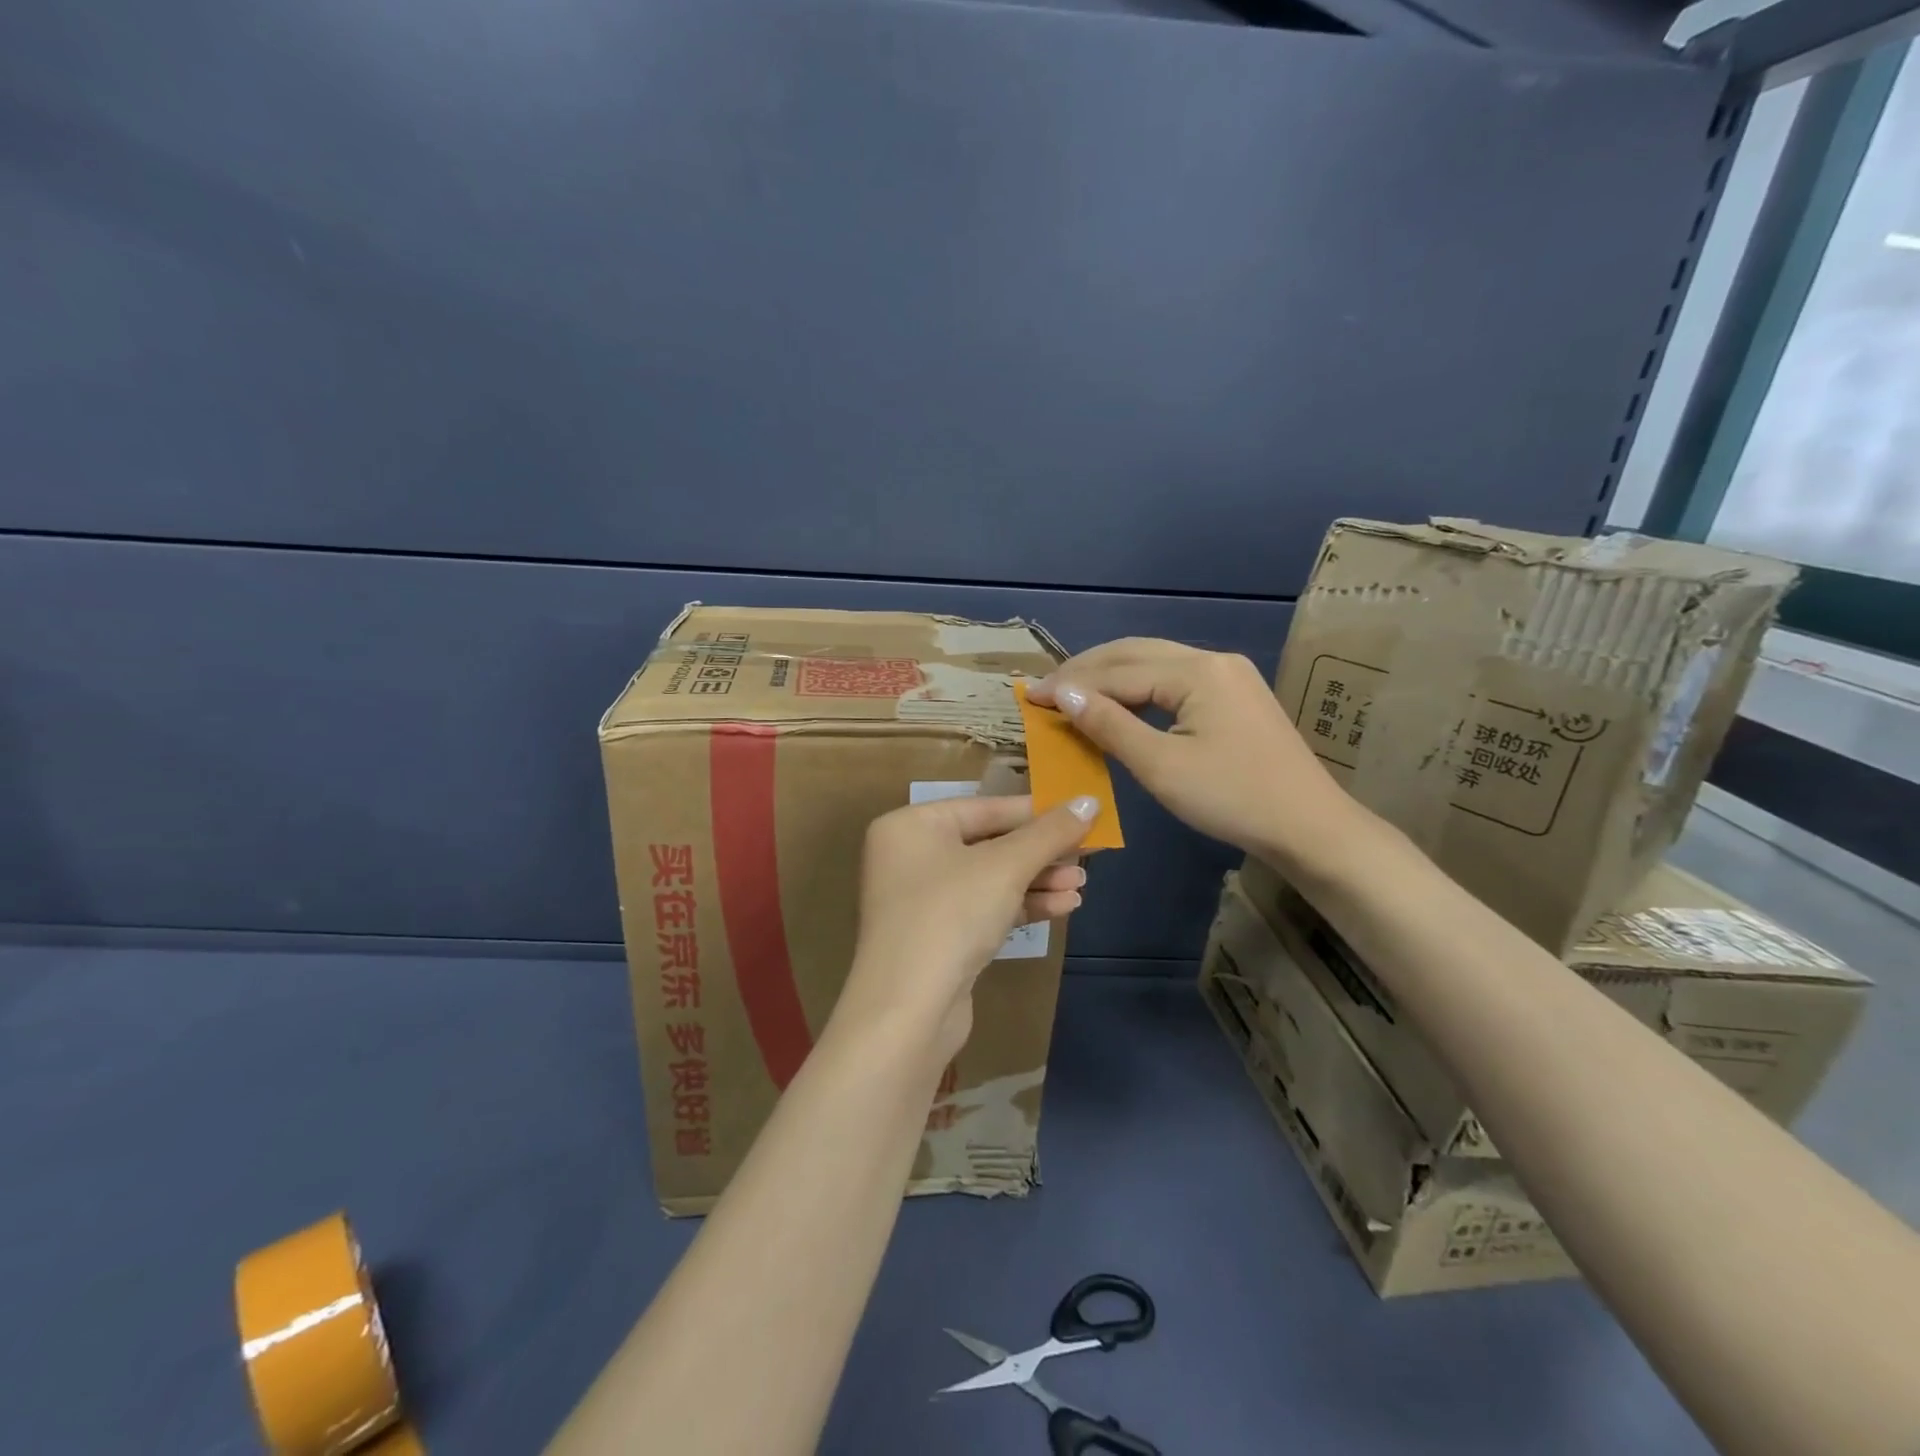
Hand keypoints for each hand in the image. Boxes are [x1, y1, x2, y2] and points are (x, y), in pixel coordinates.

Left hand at [838, 794, 1097, 1056]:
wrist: (907, 1012)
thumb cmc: (950, 916)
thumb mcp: (1005, 867)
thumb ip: (1049, 833)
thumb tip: (1090, 800)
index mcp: (911, 826)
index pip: (984, 808)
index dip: (1036, 811)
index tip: (1080, 813)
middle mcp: (910, 857)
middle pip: (989, 843)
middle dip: (1040, 852)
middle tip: (1089, 852)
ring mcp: (922, 900)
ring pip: (990, 879)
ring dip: (1037, 880)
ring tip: (1082, 885)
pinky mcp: (938, 937)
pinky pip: (985, 909)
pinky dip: (1021, 906)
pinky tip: (1064, 907)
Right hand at [1027, 639, 1349, 865]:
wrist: (1309, 826)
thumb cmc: (1231, 799)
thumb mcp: (1160, 766)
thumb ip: (1109, 724)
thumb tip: (1063, 693)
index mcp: (1197, 672)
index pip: (1118, 671)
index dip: (1070, 684)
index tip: (1029, 696)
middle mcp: (1213, 660)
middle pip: (1136, 653)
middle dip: (1087, 669)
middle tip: (1047, 689)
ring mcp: (1229, 675)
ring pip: (1156, 662)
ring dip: (1111, 675)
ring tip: (1073, 692)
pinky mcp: (1236, 694)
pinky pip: (1174, 679)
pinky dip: (1139, 687)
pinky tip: (1120, 701)